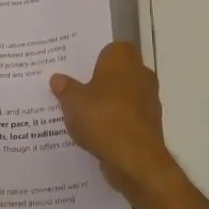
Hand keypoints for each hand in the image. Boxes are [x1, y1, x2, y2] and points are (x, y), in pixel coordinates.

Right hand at [50, 42, 174, 195]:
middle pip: (117, 73)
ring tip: (81, 115)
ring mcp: (149, 101)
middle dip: (99, 81)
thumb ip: (65, 88)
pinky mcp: (150, 126)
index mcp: (123, 58)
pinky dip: (115, 124)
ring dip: (108, 104)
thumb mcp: (73, 101)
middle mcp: (141, 74)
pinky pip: (127, 118)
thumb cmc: (103, 117)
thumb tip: (57, 78)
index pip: (109, 48)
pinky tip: (95, 134)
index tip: (76, 69)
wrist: (135, 159)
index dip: (93, 58)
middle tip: (75, 90)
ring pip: (123, 97)